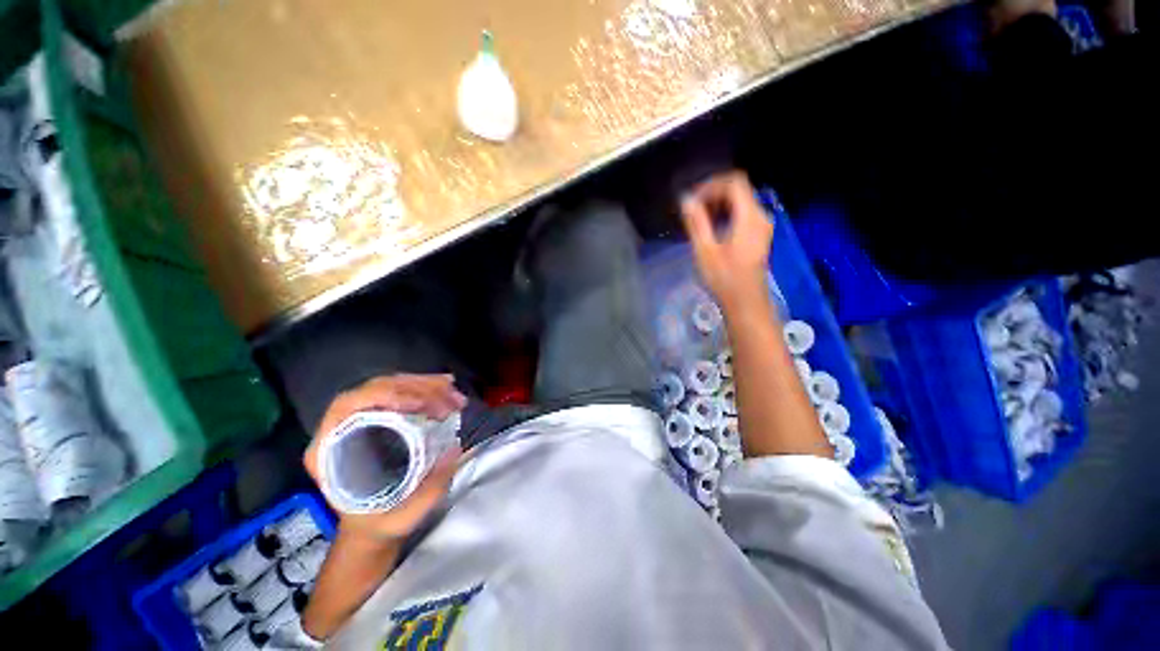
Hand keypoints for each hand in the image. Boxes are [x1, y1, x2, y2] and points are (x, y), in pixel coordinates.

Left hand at [304, 374, 467, 543]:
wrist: (374, 526)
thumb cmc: (382, 522)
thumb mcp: (406, 513)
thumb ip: (431, 486)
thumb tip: (454, 447)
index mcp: (329, 452)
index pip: (349, 405)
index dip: (385, 395)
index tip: (421, 404)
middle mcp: (340, 428)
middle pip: (376, 388)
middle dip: (418, 388)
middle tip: (450, 396)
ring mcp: (361, 419)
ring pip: (392, 385)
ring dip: (427, 385)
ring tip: (454, 394)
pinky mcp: (379, 417)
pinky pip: (402, 392)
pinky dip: (427, 388)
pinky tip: (447, 389)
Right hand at [680, 172, 772, 309]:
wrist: (746, 303)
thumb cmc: (725, 279)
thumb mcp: (705, 251)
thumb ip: (696, 223)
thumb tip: (686, 200)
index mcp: (750, 217)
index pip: (734, 182)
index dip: (711, 185)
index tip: (692, 200)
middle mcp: (760, 216)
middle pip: (738, 190)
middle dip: (712, 195)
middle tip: (691, 211)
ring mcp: (761, 226)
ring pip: (740, 202)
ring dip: (717, 205)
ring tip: (697, 220)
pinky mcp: (758, 236)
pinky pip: (742, 214)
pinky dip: (724, 215)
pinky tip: (710, 230)